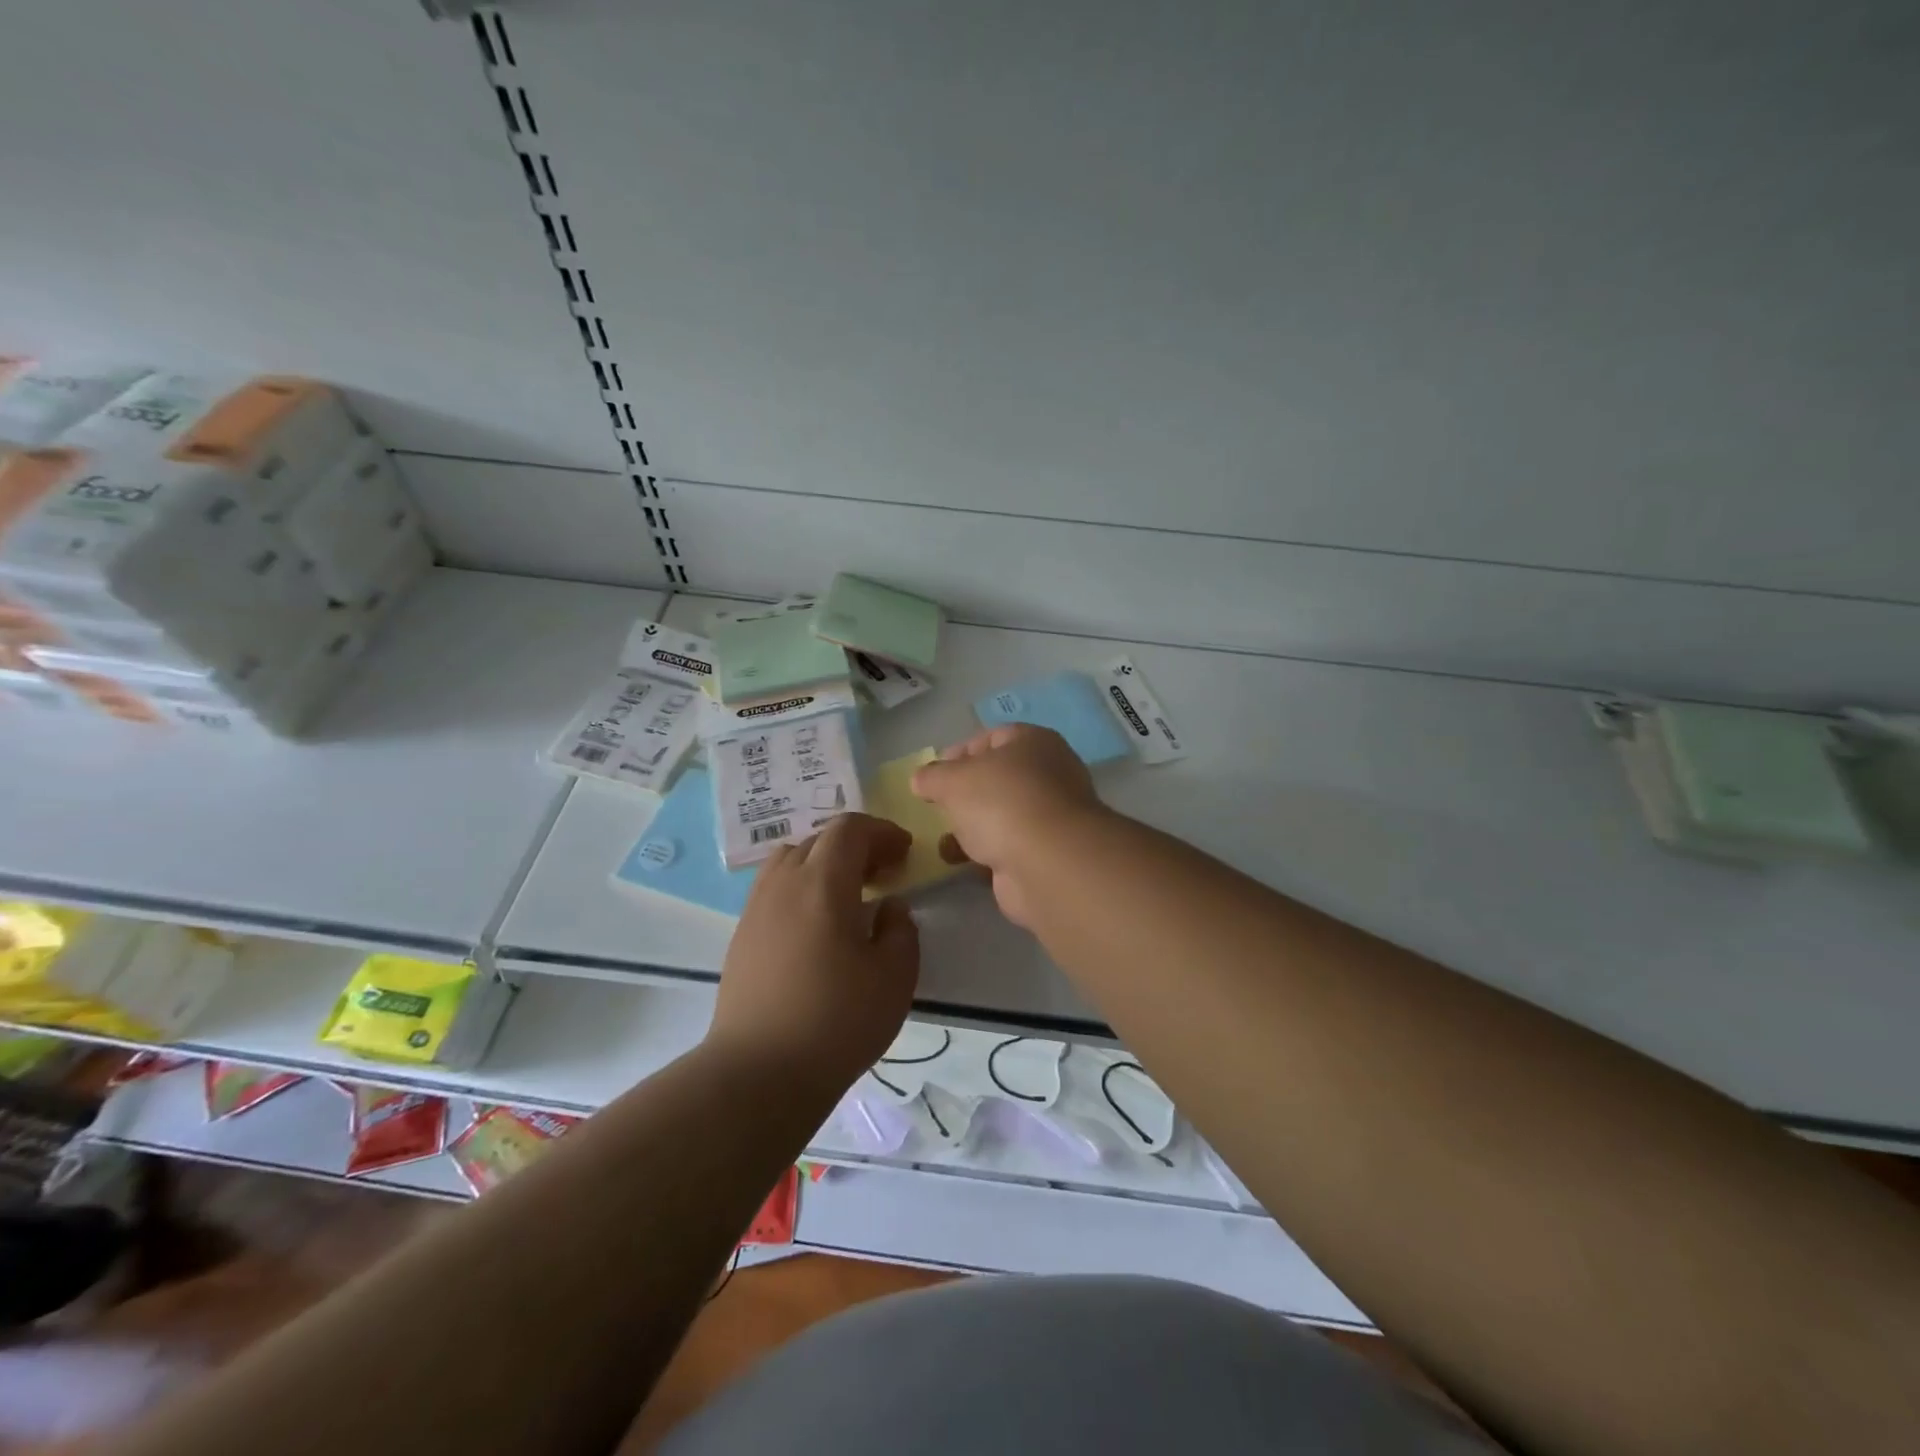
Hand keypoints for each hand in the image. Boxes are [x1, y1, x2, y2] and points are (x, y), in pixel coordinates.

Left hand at [708, 813, 919, 1095]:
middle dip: (856, 846)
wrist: (759, 1073)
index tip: (904, 853)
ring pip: (790, 860)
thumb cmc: (837, 1021)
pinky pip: (774, 889)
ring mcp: (756, 909)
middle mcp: (783, 883)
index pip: (849, 829)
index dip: (881, 832)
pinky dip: (801, 888)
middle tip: (884, 873)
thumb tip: (890, 907)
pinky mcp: (741, 936)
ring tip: (847, 895)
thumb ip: (901, 930)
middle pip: (819, 840)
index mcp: (823, 883)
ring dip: (823, 864)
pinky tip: (816, 926)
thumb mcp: (895, 977)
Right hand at [911, 724, 1109, 927]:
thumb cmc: (1001, 802)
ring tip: (945, 840)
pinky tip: (964, 862)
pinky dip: (987, 852)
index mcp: (1034, 742)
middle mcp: (1050, 773)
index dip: (960, 752)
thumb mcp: (953, 780)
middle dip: (966, 792)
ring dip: (974, 825)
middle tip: (939, 806)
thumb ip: (932, 776)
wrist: (1049, 863)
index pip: (993, 737)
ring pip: (1004, 814)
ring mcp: (1052, 815)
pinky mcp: (1049, 853)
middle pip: (999, 777)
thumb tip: (921, 779)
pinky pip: (1010, 846)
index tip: (934, 774)